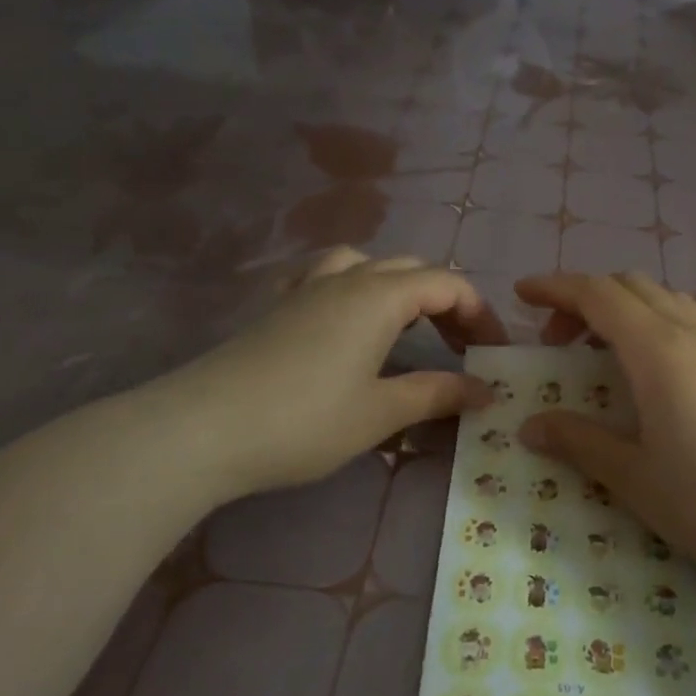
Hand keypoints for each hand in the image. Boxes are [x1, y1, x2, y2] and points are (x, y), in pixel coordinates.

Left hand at [143, 249, 506, 500]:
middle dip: (446, 302)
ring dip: (399, 287)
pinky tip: (344, 314)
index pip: (448, 285)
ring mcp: (306, 289)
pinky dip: (351, 285)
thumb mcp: (381, 413)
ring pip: (367, 264)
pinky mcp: (277, 307)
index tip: (493, 354)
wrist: (201, 431)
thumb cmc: (304, 421)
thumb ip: (437, 394)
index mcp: (379, 297)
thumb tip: (486, 390)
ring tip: (408, 325)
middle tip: (460, 348)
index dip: (479, 314)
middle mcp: (347, 279)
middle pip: (412, 270)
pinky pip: (324, 275)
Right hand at [514, 272, 695, 593]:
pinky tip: (650, 365)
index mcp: (658, 349)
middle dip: (584, 299)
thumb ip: (578, 441)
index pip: (597, 293)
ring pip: (661, 297)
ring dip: (621, 307)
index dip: (555, 287)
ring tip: (599, 351)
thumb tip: (530, 426)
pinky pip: (687, 317)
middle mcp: (691, 332)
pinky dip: (653, 319)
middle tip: (556, 342)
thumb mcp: (632, 476)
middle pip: (628, 285)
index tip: (521, 294)